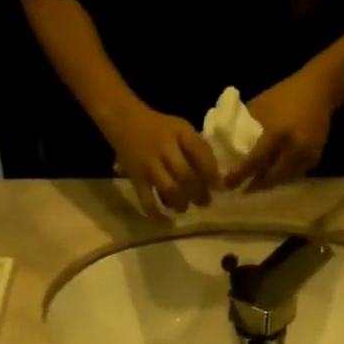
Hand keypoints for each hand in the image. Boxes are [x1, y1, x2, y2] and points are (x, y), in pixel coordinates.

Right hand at [99, 100, 220, 216]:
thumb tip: (215, 178)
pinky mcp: (135, 177)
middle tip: (204, 202)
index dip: (212, 172)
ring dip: (181, 203)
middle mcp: (164, 147)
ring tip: (185, 207)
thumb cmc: (158, 128)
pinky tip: (166, 223)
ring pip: (169, 189)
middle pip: (186, 175)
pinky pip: (147, 200)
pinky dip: (157, 215)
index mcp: (180, 132)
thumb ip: (196, 148)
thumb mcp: (180, 128)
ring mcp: (149, 164)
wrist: (123, 120)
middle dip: (198, 193)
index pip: (200, 152)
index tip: (219, 187)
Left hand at [228, 69, 334, 192]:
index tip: (227, 184)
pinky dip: (282, 177)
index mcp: (278, 133)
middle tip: (242, 189)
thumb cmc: (285, 95)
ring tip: (255, 184)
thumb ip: (245, 127)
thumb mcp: (260, 106)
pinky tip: (272, 175)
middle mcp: (294, 148)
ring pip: (283, 179)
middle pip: (271, 177)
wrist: (320, 88)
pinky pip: (295, 174)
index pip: (255, 161)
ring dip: (269, 183)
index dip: (240, 175)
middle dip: (255, 185)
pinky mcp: (315, 157)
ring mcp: (307, 154)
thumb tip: (225, 145)